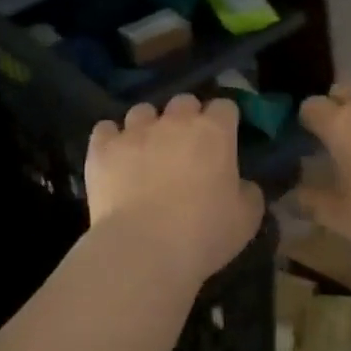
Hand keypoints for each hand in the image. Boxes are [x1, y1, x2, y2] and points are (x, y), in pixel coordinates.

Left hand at [86, 95, 264, 283]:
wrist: (143, 248)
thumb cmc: (204, 233)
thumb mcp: (246, 218)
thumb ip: (248, 192)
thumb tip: (242, 184)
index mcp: (214, 132)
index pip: (225, 106)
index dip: (225, 121)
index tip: (224, 139)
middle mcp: (174, 122)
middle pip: (183, 102)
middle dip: (186, 118)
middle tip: (186, 147)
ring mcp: (134, 132)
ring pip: (142, 111)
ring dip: (148, 126)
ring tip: (146, 152)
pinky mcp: (102, 148)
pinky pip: (105, 130)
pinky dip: (110, 139)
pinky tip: (114, 157)